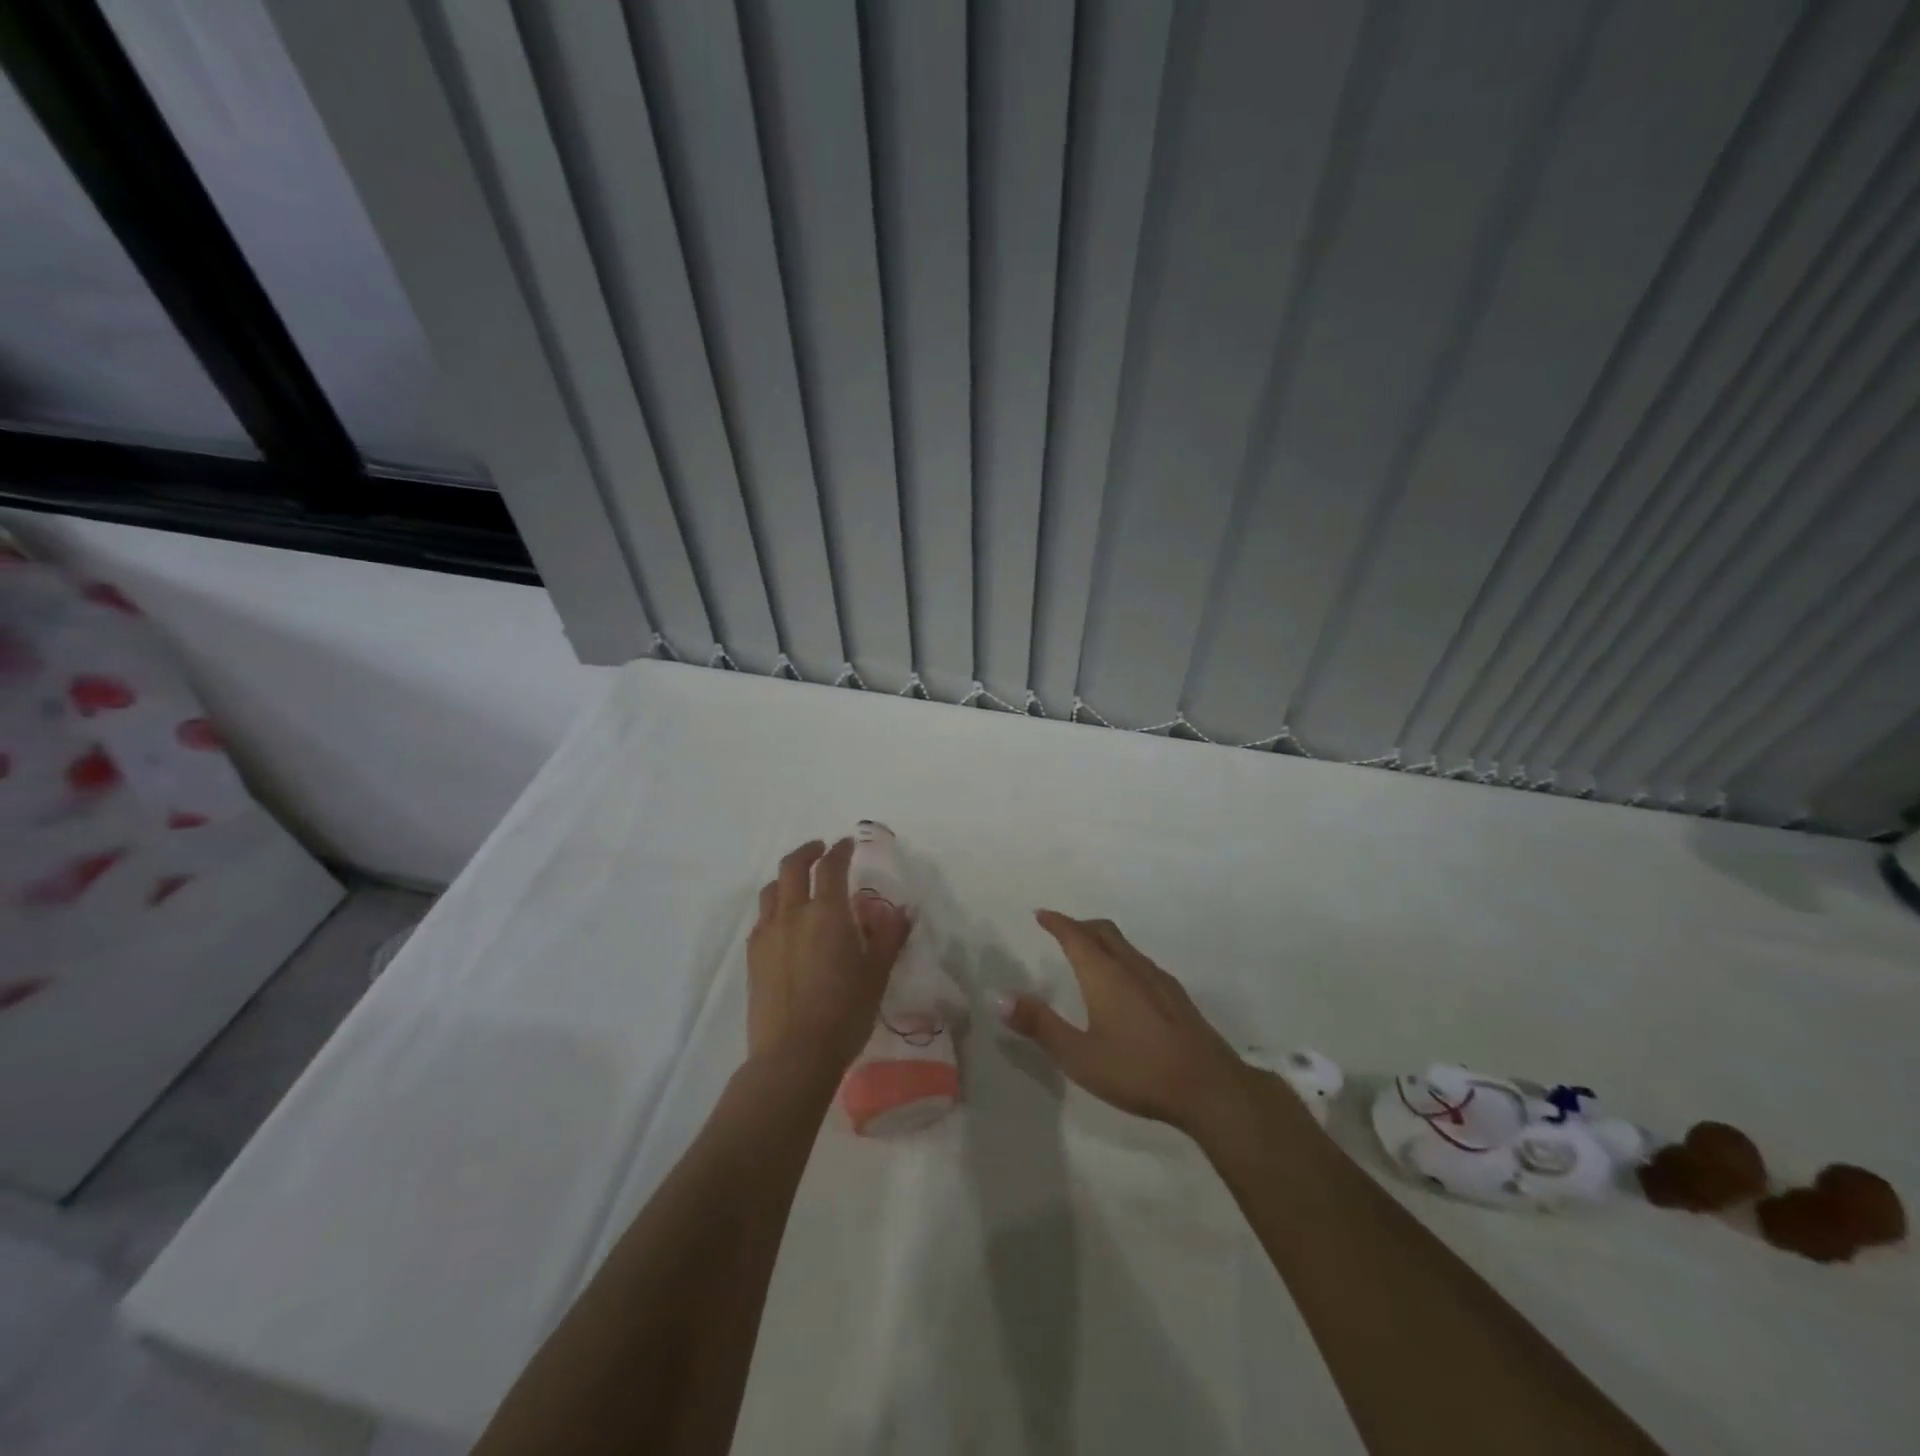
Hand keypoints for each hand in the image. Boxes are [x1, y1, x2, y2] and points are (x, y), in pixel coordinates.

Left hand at [747, 839, 911, 1077]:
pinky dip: (774, 907)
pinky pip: (762, 918)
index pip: (831, 867)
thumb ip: (889, 937)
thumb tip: (903, 911)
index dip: (840, 850)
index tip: (846, 844)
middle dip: (807, 851)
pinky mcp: (752, 957)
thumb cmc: (844, 1012)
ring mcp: (768, 934)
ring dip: (786, 878)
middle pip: (791, 867)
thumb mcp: (877, 974)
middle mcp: (793, 914)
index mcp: (827, 912)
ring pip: (771, 890)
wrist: (793, 1055)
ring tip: (799, 884)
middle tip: (820, 850)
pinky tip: (784, 923)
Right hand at [999, 911, 1250, 1135]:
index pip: (1075, 935)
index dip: (1057, 922)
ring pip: (1124, 946)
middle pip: (1102, 932)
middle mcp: (1131, 967)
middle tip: (1060, 929)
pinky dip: (1121, 957)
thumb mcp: (1078, 1055)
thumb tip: (999, 997)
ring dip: (1101, 940)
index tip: (1041, 914)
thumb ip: (1039, 1025)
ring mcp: (1159, 980)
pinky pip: (1140, 962)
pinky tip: (1124, 985)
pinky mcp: (1176, 997)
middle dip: (1079, 925)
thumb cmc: (1137, 1070)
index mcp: (1104, 974)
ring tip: (1088, 954)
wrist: (1209, 1087)